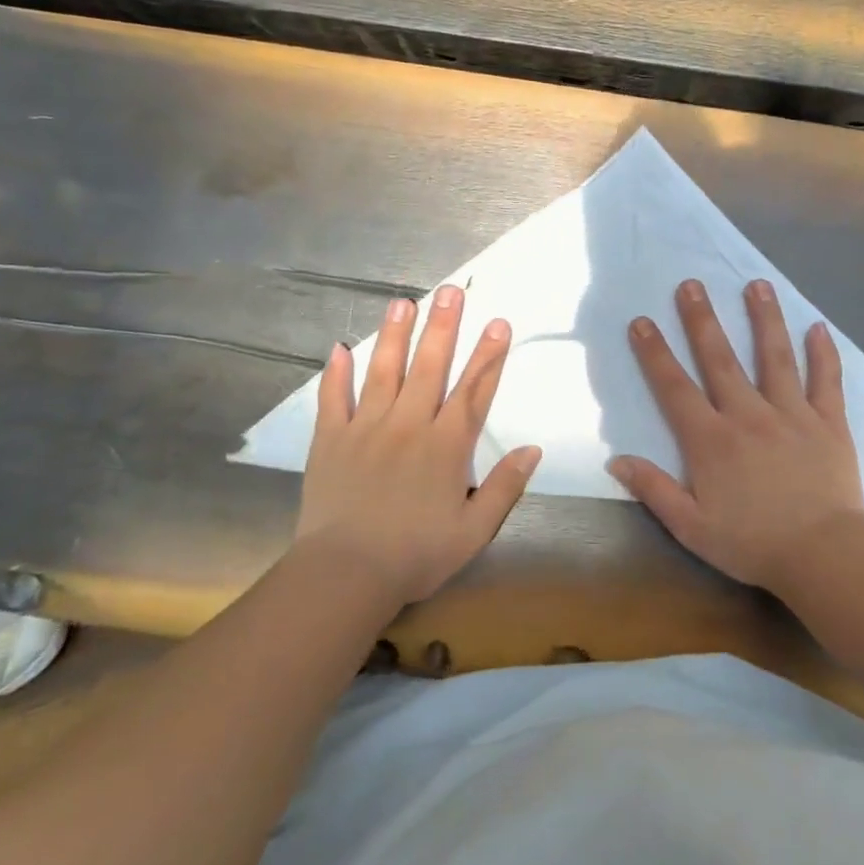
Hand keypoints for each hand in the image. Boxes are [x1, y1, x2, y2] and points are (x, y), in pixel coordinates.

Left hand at [295, 285, 541, 605]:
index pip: (474, 391)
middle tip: (449, 291)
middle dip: (443, 327)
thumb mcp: (474, 530)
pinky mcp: (330, 439)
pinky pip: (332, 398)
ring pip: (383, 371)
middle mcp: (409, 425)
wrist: (346, 573)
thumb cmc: (417, 555)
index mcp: (446, 446)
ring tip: (402, 302)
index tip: (498, 322)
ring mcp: (366, 427)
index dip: (489, 356)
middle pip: (430, 367)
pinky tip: (339, 348)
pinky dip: (335, 373)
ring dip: (394, 335)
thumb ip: (505, 487)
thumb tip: (532, 449)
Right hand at [608, 278, 863, 591]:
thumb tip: (616, 461)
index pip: (674, 388)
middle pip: (720, 359)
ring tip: (756, 284)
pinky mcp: (828, 422)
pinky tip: (818, 327)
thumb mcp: (691, 527)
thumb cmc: (753, 543)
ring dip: (763, 318)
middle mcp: (748, 414)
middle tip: (691, 284)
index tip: (641, 322)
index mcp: (711, 440)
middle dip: (702, 320)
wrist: (823, 555)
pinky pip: (826, 381)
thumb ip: (654, 490)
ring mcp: (792, 414)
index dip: (654, 353)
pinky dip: (823, 353)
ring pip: (775, 357)